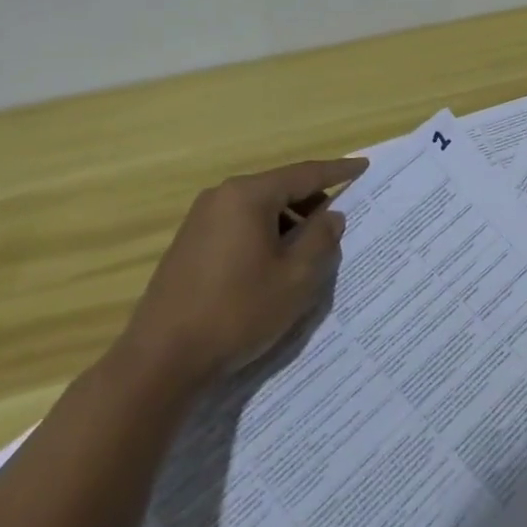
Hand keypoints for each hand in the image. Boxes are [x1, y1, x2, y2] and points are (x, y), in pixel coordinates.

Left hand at [113, 156, 367, 388]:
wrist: (162, 359)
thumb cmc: (237, 311)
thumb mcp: (295, 278)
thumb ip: (321, 239)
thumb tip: (332, 216)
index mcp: (248, 195)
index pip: (304, 174)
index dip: (338, 171)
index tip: (364, 166)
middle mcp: (221, 197)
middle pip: (279, 189)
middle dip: (312, 203)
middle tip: (341, 222)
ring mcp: (200, 220)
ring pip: (259, 209)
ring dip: (288, 223)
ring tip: (310, 251)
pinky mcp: (189, 244)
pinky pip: (239, 226)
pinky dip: (265, 235)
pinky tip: (275, 265)